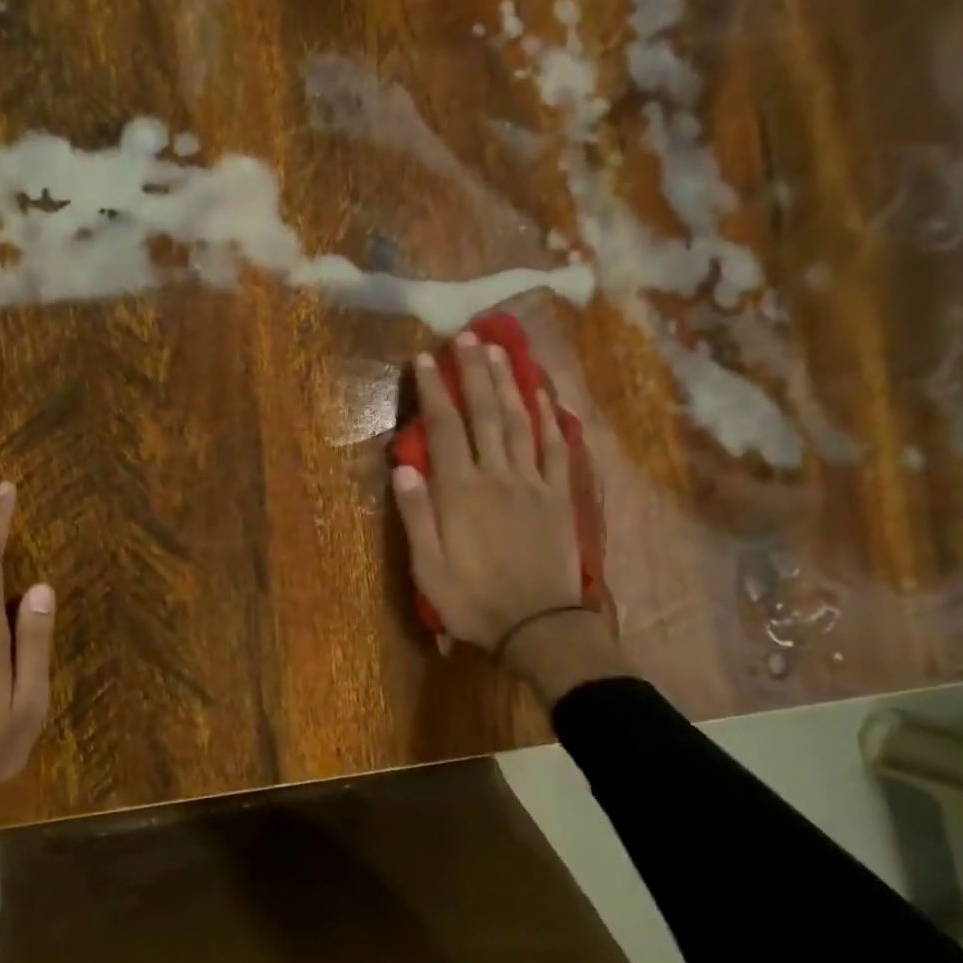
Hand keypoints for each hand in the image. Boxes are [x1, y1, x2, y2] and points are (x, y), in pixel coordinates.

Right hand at [391, 331, 627, 702]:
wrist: (539, 626)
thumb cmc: (473, 600)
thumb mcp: (428, 568)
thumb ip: (416, 515)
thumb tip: (404, 466)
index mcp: (460, 491)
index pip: (444, 428)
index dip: (434, 390)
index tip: (426, 358)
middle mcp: (497, 475)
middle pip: (485, 413)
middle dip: (474, 372)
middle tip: (467, 336)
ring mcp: (533, 483)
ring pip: (521, 421)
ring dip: (510, 383)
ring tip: (501, 350)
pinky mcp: (559, 496)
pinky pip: (557, 448)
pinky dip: (552, 418)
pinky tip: (545, 395)